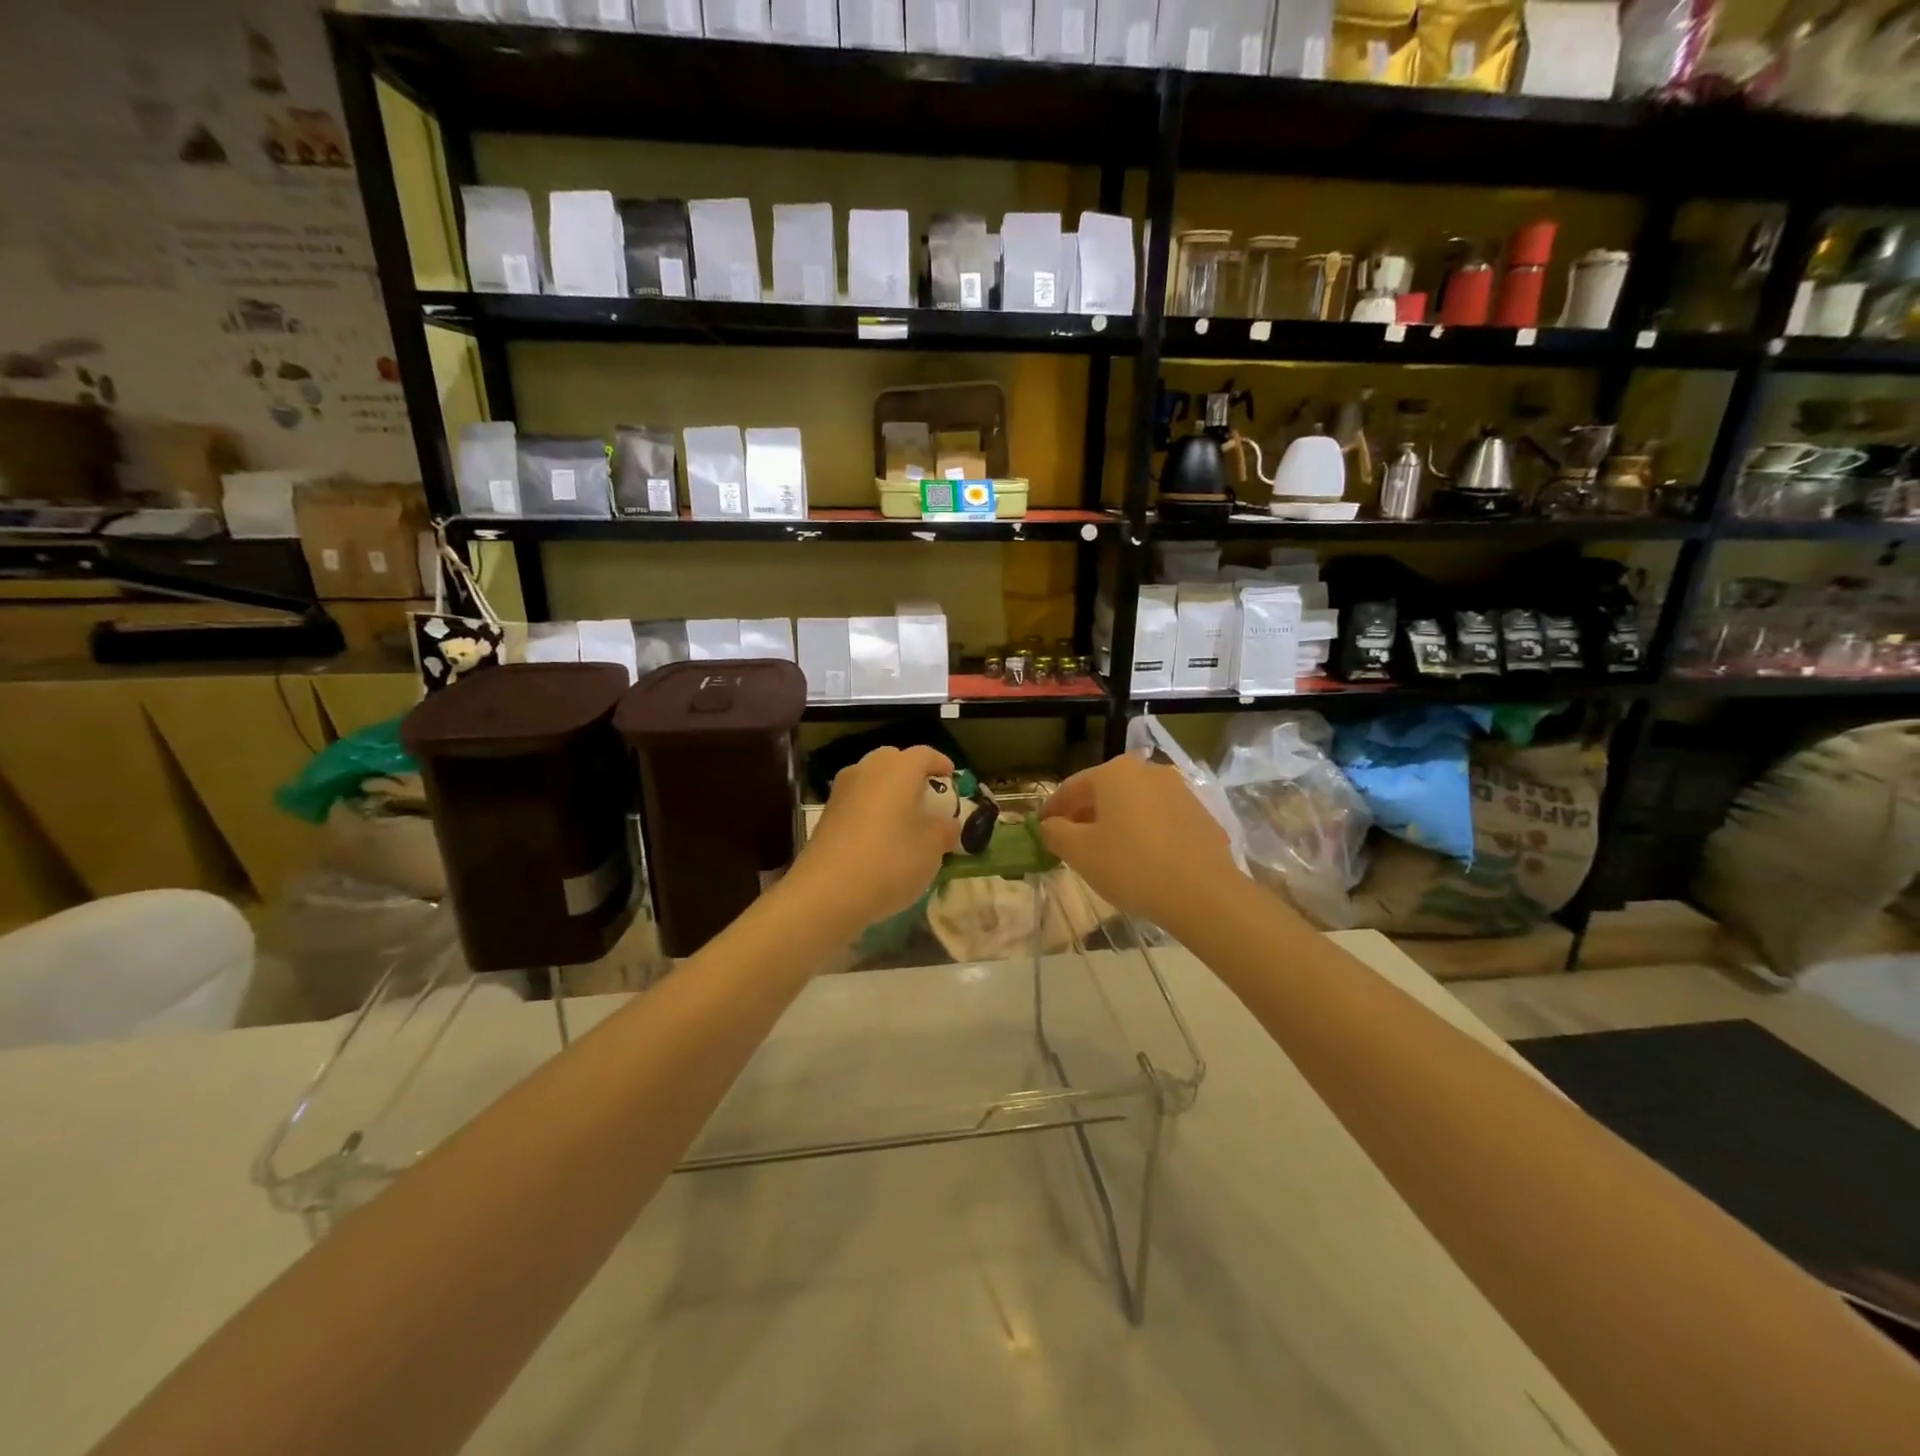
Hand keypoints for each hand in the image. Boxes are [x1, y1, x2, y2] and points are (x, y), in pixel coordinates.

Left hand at [787, 745, 961, 930]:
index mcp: (898, 768)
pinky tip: (880, 837)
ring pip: (872, 780)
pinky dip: (872, 810)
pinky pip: (857, 802)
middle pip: (894, 761)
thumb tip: (947, 824)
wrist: (828, 892)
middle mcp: (867, 770)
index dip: (941, 764)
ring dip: (889, 793)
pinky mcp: (826, 814)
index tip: (951, 777)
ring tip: (905, 820)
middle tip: (927, 797)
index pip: (925, 754)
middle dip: (912, 774)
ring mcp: (841, 791)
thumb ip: (945, 829)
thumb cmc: (891, 860)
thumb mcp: (933, 848)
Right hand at [1039, 754, 1241, 936]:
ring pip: (1134, 804)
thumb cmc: (1131, 866)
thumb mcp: (1079, 852)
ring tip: (1107, 852)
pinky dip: (1145, 832)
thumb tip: (1050, 825)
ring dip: (1116, 822)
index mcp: (1115, 772)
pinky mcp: (1200, 813)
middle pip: (1104, 792)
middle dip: (1085, 815)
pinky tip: (1142, 859)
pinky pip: (1160, 819)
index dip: (1052, 811)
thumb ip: (1055, 833)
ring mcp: (1179, 790)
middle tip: (1071, 842)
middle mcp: (1148, 770)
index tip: (1041, 830)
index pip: (1071, 788)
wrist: (1203, 893)